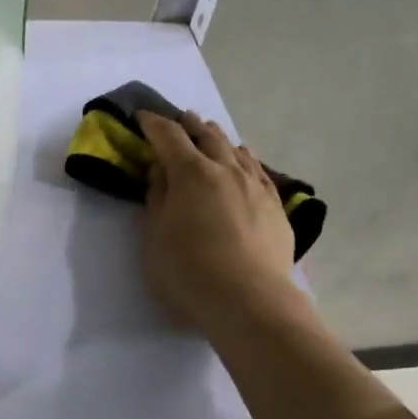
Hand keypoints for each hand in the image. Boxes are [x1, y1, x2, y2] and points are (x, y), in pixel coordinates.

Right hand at [137, 109, 296, 336]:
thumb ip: (157, 199)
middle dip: (189, 125)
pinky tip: (244, 161)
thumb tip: (159, 170)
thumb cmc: (189, 271)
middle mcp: (226, 170)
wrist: (249, 300)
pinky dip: (245, 159)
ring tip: (210, 134)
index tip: (141, 117)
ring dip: (219, 138)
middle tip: (179, 120)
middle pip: (207, 136)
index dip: (153, 124)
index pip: (169, 136)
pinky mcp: (276, 206)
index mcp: (191, 174)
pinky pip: (259, 171)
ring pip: (237, 150)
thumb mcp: (156, 237)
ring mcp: (256, 186)